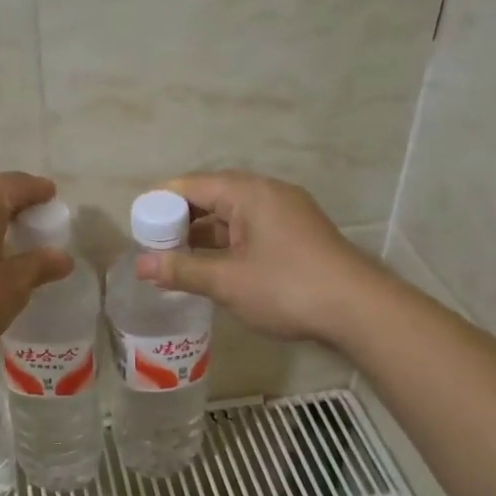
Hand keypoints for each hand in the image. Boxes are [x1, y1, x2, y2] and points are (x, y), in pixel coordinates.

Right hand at [135, 171, 381, 343]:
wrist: (358, 310)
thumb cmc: (287, 288)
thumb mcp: (227, 282)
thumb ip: (182, 271)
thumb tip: (140, 266)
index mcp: (250, 193)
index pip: (193, 185)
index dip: (162, 201)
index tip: (138, 223)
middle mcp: (269, 194)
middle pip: (214, 196)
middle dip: (181, 219)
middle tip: (153, 244)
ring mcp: (287, 214)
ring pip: (234, 215)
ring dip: (205, 234)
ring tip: (176, 258)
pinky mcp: (298, 235)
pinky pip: (251, 230)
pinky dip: (227, 243)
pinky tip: (213, 267)